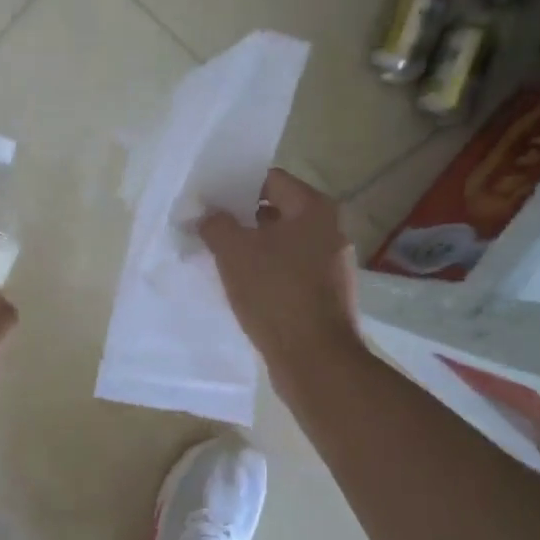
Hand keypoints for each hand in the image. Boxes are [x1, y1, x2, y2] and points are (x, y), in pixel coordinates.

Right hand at [198, 169, 362, 388]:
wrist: (315, 360)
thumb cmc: (275, 292)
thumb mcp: (233, 251)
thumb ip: (216, 223)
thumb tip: (208, 214)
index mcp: (315, 208)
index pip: (270, 179)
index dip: (236, 185)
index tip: (209, 197)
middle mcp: (330, 230)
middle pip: (277, 211)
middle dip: (242, 218)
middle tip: (208, 226)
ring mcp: (331, 264)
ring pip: (282, 244)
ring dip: (252, 248)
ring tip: (218, 256)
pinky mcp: (326, 294)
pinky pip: (290, 271)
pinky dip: (266, 272)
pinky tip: (241, 285)